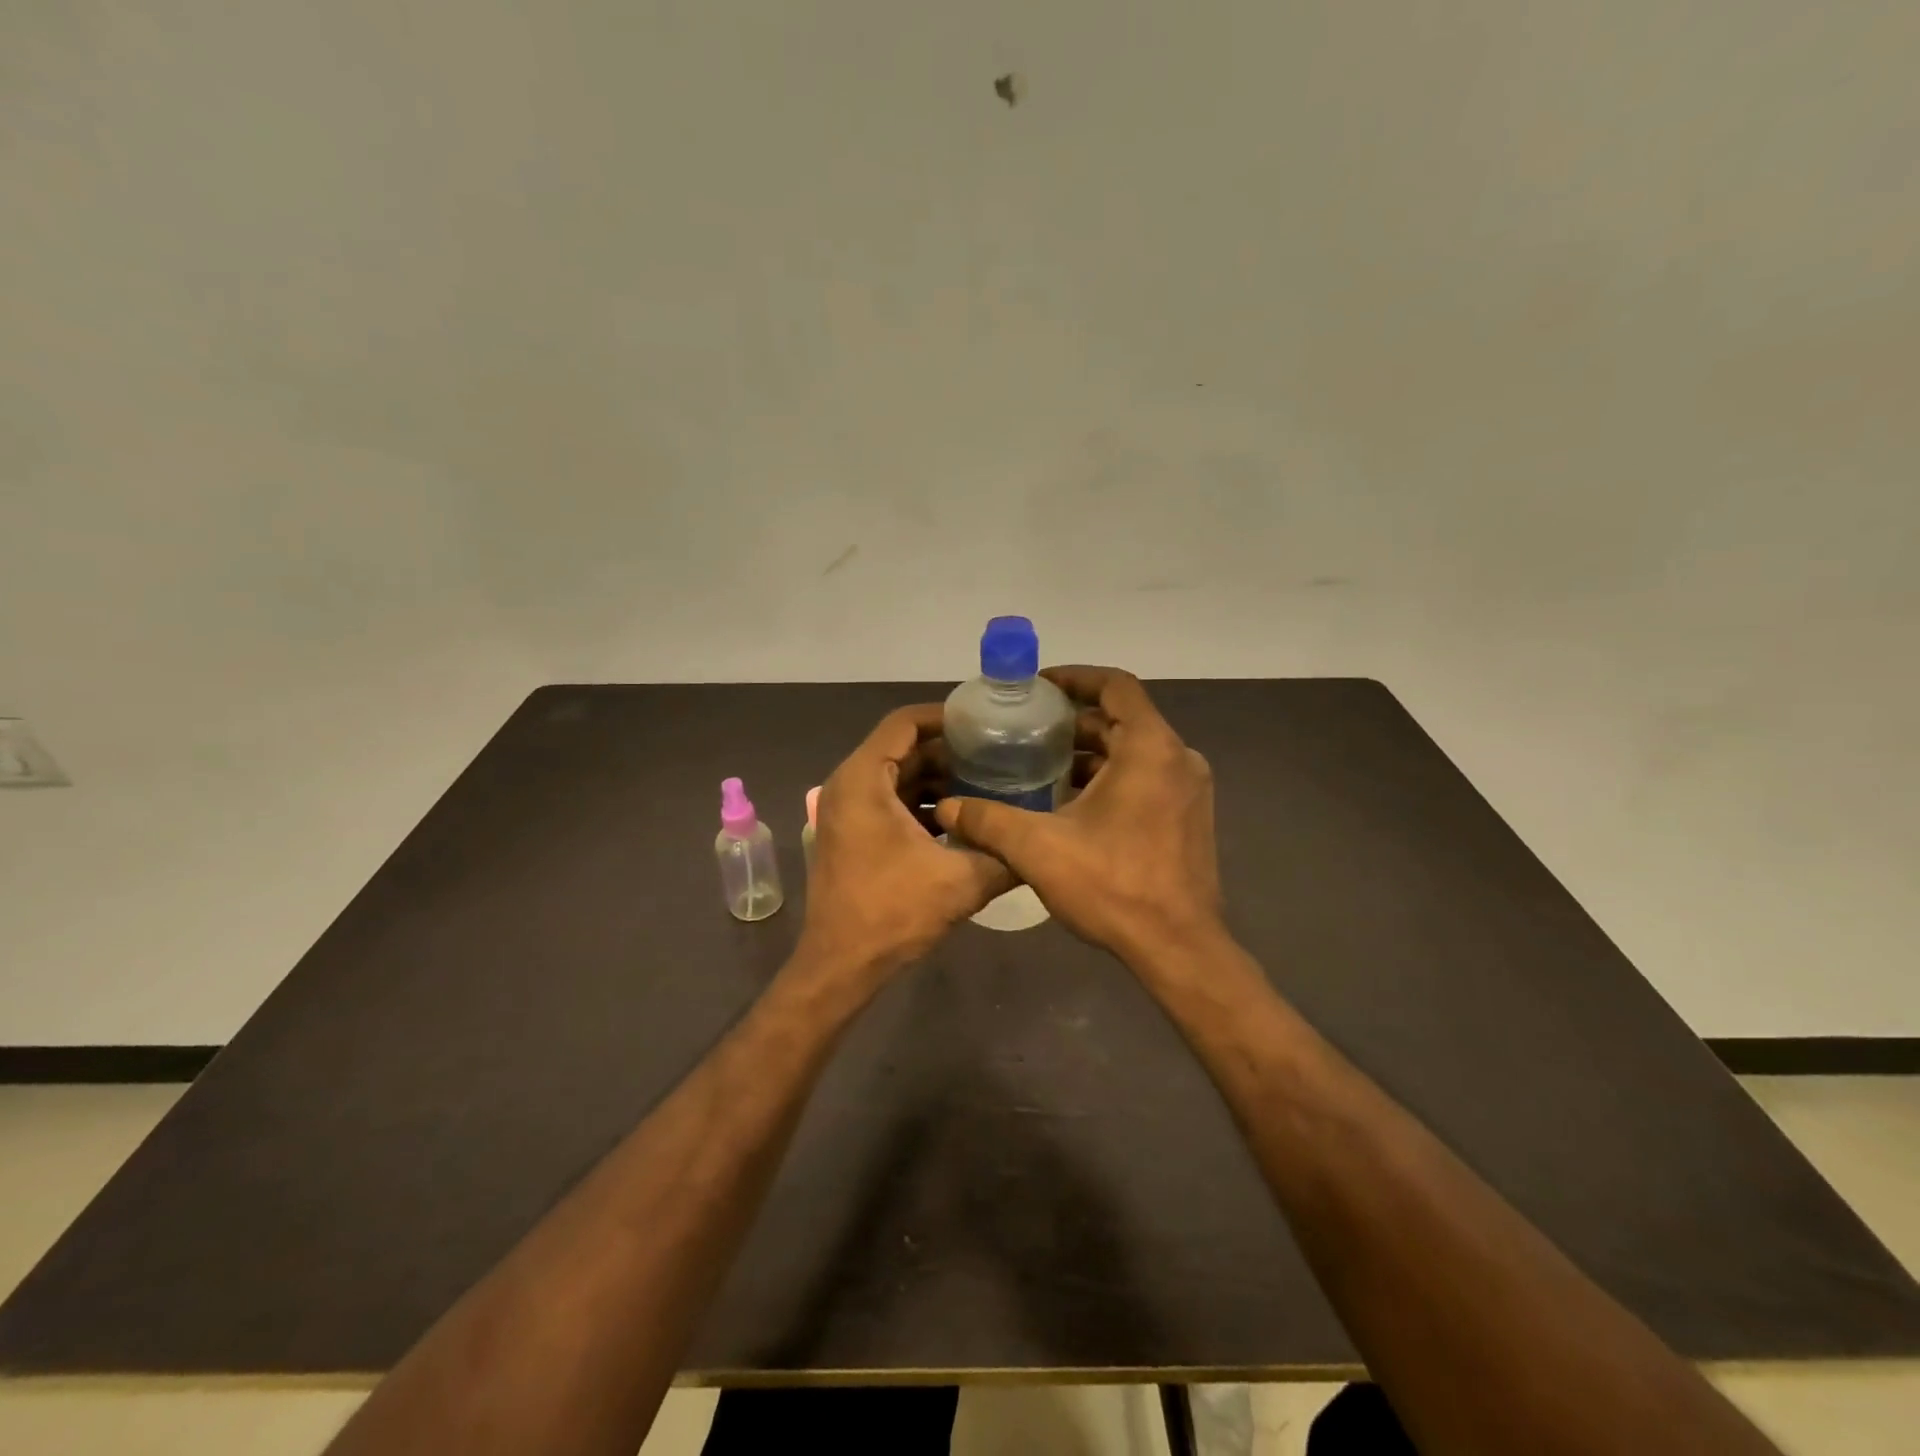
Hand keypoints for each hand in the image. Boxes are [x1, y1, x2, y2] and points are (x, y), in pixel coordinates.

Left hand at [797, 704, 1013, 985]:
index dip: (945, 717)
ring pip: (898, 776)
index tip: (986, 724)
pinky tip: (962, 819)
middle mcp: (849, 785)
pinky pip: (890, 801)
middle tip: (998, 756)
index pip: (904, 722)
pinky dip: (923, 803)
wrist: (841, 966)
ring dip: (939, 779)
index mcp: (864, 779)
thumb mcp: (961, 881)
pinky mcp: (851, 833)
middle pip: (903, 748)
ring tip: (989, 785)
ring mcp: (846, 811)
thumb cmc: (891, 913)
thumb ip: (1005, 855)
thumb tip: (1044, 841)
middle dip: (950, 752)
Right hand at [934, 667, 1222, 966]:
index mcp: (1150, 749)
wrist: (1177, 948)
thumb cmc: (1113, 887)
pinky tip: (1071, 804)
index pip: (1116, 686)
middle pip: (1122, 719)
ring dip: (1091, 753)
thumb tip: (947, 809)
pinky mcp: (1189, 816)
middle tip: (1027, 731)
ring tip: (1040, 765)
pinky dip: (1111, 778)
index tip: (1038, 687)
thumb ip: (988, 821)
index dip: (1075, 678)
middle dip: (1074, 722)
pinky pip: (1147, 777)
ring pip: (1134, 751)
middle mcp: (1178, 759)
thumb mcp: (1038, 849)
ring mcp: (1188, 789)